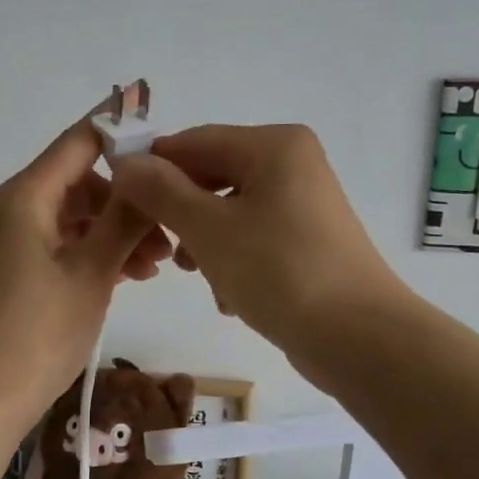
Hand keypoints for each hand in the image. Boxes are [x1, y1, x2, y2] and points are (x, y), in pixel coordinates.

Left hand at [0, 114, 171, 433]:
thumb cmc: (38, 332)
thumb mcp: (92, 272)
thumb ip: (125, 218)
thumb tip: (151, 171)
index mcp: (26, 195)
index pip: (80, 140)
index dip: (124, 132)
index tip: (170, 144)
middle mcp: (14, 207)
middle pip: (81, 180)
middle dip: (128, 199)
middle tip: (170, 232)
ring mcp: (12, 240)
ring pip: (76, 216)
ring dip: (117, 231)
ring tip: (157, 265)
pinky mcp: (15, 270)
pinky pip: (63, 243)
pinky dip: (96, 252)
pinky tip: (130, 276)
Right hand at [109, 124, 401, 363]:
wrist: (358, 337)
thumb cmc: (279, 271)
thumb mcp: (208, 229)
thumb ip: (162, 191)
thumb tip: (126, 162)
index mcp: (274, 145)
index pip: (194, 141)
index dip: (153, 167)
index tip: (119, 201)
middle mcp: (293, 164)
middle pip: (214, 176)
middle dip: (181, 213)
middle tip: (159, 249)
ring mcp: (304, 204)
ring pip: (231, 211)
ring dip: (205, 242)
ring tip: (198, 276)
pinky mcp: (308, 241)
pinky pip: (255, 237)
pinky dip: (234, 261)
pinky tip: (230, 297)